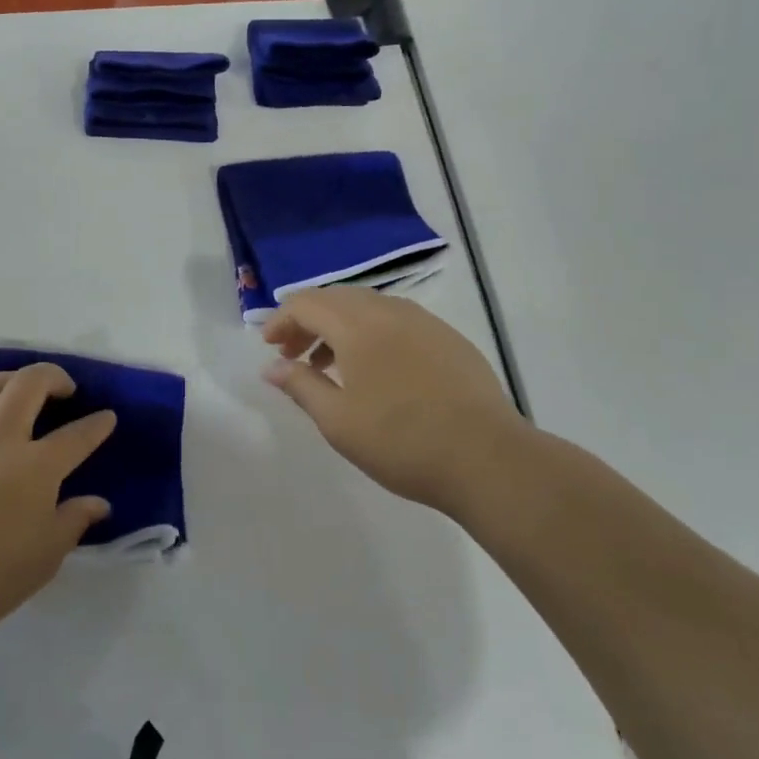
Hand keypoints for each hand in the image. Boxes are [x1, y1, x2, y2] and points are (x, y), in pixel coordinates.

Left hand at [0, 364, 115, 642]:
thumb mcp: (46, 555)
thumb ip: (73, 520)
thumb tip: (97, 503)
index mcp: (36, 466)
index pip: (76, 436)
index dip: (96, 424)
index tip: (107, 416)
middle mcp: (0, 439)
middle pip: (29, 384)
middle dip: (54, 376)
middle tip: (65, 388)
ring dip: (12, 379)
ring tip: (21, 391)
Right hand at [262, 287, 529, 514]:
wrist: (488, 459)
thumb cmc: (401, 441)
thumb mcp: (338, 421)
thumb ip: (300, 386)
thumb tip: (271, 367)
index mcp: (357, 325)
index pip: (306, 304)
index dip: (281, 320)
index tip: (270, 348)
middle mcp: (389, 311)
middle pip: (336, 299)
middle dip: (308, 320)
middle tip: (293, 354)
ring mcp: (424, 322)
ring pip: (368, 307)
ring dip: (339, 327)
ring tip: (330, 365)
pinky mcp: (449, 339)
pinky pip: (397, 320)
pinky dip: (372, 333)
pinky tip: (376, 370)